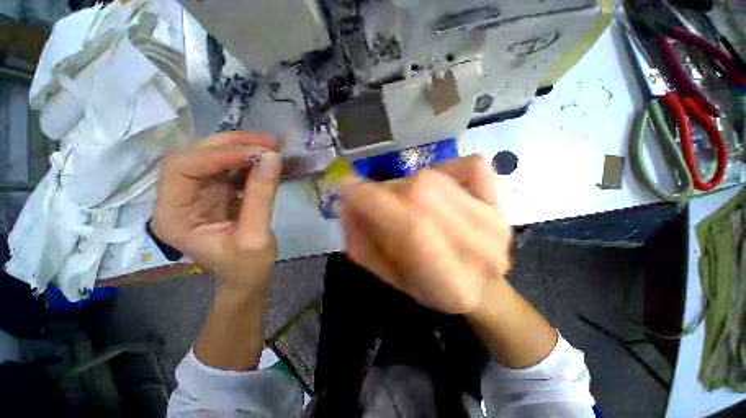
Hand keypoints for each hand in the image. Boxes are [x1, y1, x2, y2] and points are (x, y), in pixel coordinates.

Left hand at [151, 132, 281, 292]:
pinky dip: (249, 160)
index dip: (219, 155)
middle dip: (232, 145)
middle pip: (195, 155)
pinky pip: (228, 168)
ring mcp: (196, 193)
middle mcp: (177, 198)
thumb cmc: (247, 266)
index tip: (259, 152)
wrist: (247, 276)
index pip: (184, 168)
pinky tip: (267, 159)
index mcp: (173, 215)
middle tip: (269, 143)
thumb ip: (262, 196)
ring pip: (213, 157)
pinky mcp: (215, 192)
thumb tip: (273, 158)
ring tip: (273, 146)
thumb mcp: (255, 235)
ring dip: (243, 148)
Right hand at [340, 155, 511, 313]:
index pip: (388, 212)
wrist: (484, 289)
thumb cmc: (434, 291)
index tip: (345, 190)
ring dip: (408, 186)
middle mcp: (466, 237)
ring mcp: (489, 217)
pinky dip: (449, 169)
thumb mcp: (389, 277)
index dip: (358, 195)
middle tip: (379, 206)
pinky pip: (471, 165)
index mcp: (439, 271)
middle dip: (382, 194)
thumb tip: (344, 206)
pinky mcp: (500, 202)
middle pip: (406, 190)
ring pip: (429, 177)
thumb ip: (361, 243)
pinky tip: (443, 187)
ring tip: (410, 204)